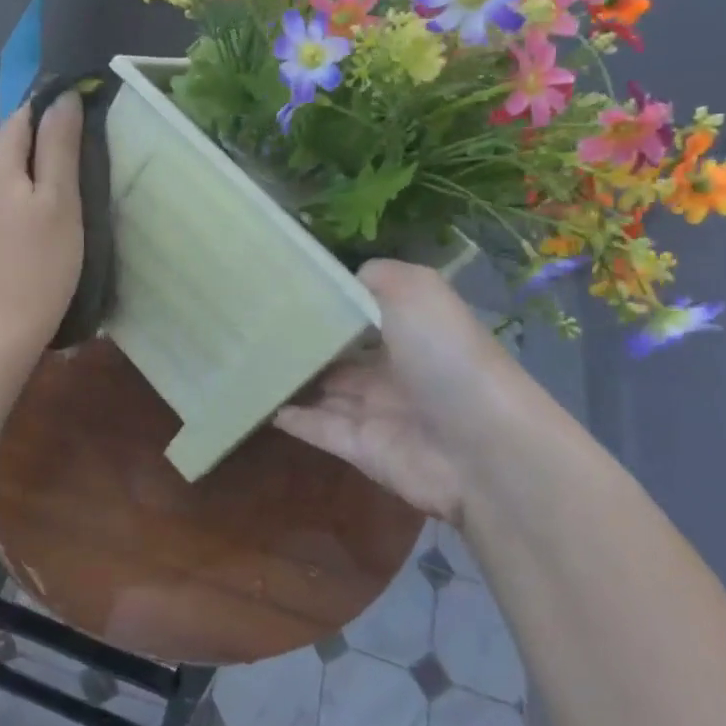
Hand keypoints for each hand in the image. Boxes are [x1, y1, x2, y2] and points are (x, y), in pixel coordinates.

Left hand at [0, 94, 83, 362]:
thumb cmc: (39, 266)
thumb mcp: (61, 202)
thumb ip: (60, 144)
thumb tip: (63, 97)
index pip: (24, 117)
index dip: (53, 126)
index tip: (76, 155)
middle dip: (27, 154)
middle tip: (58, 194)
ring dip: (8, 179)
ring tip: (35, 217)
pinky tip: (9, 237)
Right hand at [275, 258, 532, 524]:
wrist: (482, 448)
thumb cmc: (446, 357)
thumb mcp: (415, 290)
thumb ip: (375, 276)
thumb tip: (340, 280)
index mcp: (411, 329)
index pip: (362, 312)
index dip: (327, 302)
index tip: (280, 287)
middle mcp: (394, 369)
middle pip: (339, 353)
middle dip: (304, 341)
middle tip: (253, 325)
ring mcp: (377, 411)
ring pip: (324, 391)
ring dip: (292, 378)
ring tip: (243, 360)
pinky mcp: (361, 448)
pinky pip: (318, 428)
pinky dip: (290, 416)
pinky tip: (258, 401)